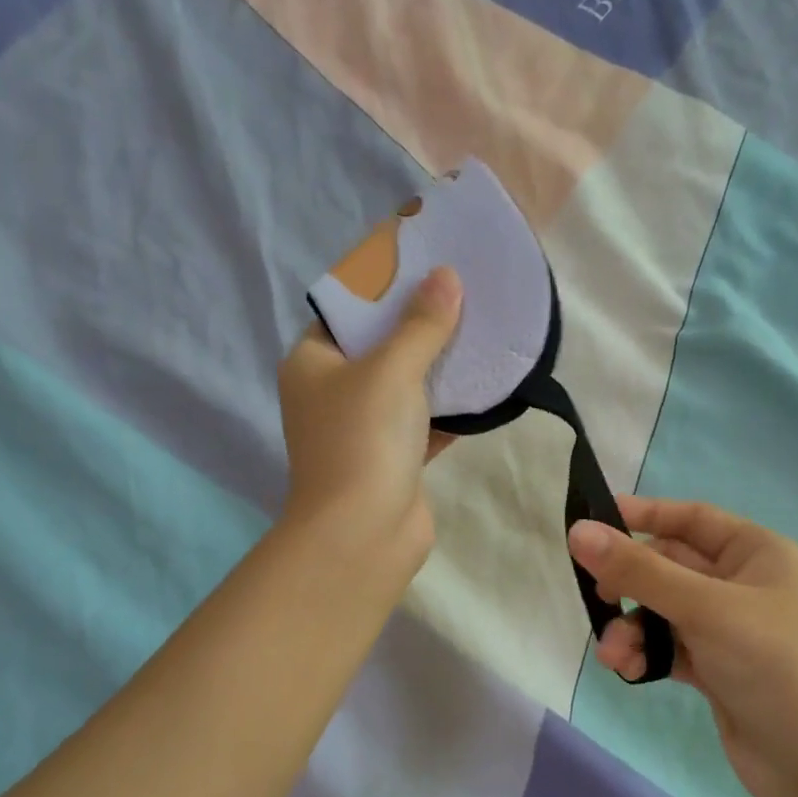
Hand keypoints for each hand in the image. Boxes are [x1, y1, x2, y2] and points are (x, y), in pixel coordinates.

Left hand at [278, 267, 461, 573]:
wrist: (364, 533)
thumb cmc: (364, 439)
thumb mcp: (391, 369)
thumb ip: (421, 324)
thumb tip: (446, 277)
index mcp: (312, 363)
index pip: (347, 310)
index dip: (385, 286)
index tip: (426, 263)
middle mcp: (332, 392)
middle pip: (380, 345)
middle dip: (420, 322)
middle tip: (464, 290)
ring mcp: (363, 427)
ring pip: (406, 383)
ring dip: (440, 363)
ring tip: (482, 326)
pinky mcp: (394, 457)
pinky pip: (425, 418)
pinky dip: (451, 404)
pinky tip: (485, 381)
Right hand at [567, 497, 797, 796]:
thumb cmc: (771, 663)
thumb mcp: (703, 608)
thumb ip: (639, 571)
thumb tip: (578, 532)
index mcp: (757, 553)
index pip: (692, 519)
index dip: (645, 516)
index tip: (593, 522)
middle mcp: (743, 584)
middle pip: (669, 566)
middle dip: (631, 585)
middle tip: (597, 596)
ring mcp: (728, 628)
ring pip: (662, 611)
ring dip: (632, 628)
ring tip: (612, 654)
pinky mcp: (715, 667)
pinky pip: (668, 647)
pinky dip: (645, 654)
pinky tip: (628, 671)